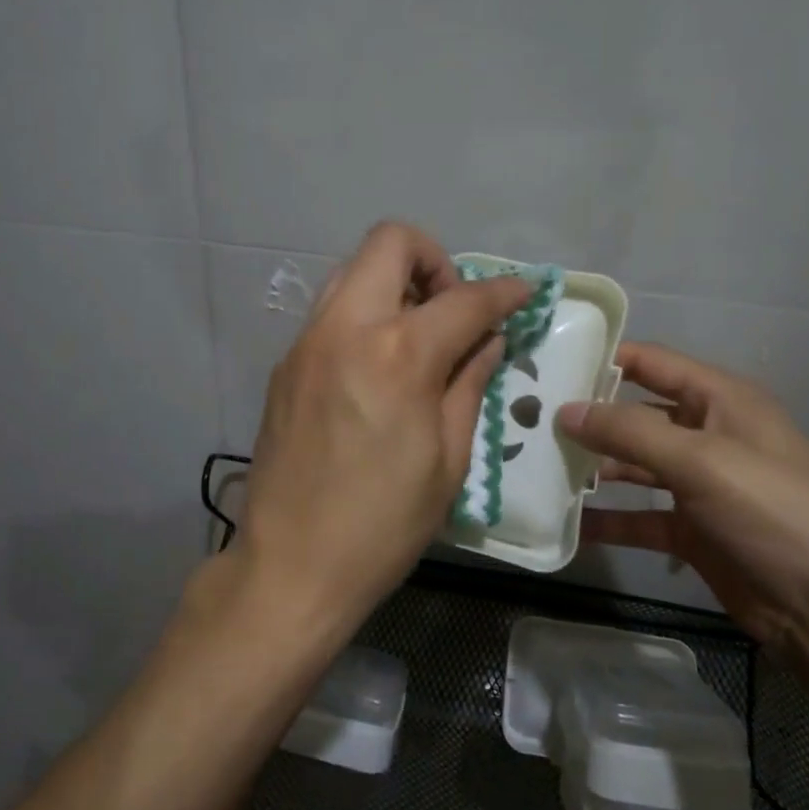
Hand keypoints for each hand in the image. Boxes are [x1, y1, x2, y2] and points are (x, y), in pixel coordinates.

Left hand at [237, 223, 531, 630]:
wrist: (291, 566)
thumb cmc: (383, 524)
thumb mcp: (448, 459)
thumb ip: (469, 383)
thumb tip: (488, 339)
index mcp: (397, 355)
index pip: (463, 297)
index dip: (503, 291)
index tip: (523, 293)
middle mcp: (344, 329)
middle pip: (390, 243)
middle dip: (434, 261)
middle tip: (453, 311)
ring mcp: (305, 343)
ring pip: (352, 271)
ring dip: (393, 283)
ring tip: (418, 336)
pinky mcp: (284, 365)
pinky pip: (331, 313)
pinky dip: (364, 316)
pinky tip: (378, 366)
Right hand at [561, 343, 808, 651]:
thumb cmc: (771, 510)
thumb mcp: (700, 460)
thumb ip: (628, 431)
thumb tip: (564, 410)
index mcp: (721, 400)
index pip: (652, 363)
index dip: (604, 358)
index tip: (548, 363)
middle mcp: (707, 434)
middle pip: (636, 414)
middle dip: (589, 416)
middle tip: (528, 419)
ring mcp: (699, 485)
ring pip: (634, 465)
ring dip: (594, 467)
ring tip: (538, 465)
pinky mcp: (691, 530)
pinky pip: (639, 517)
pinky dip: (608, 520)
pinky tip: (567, 523)